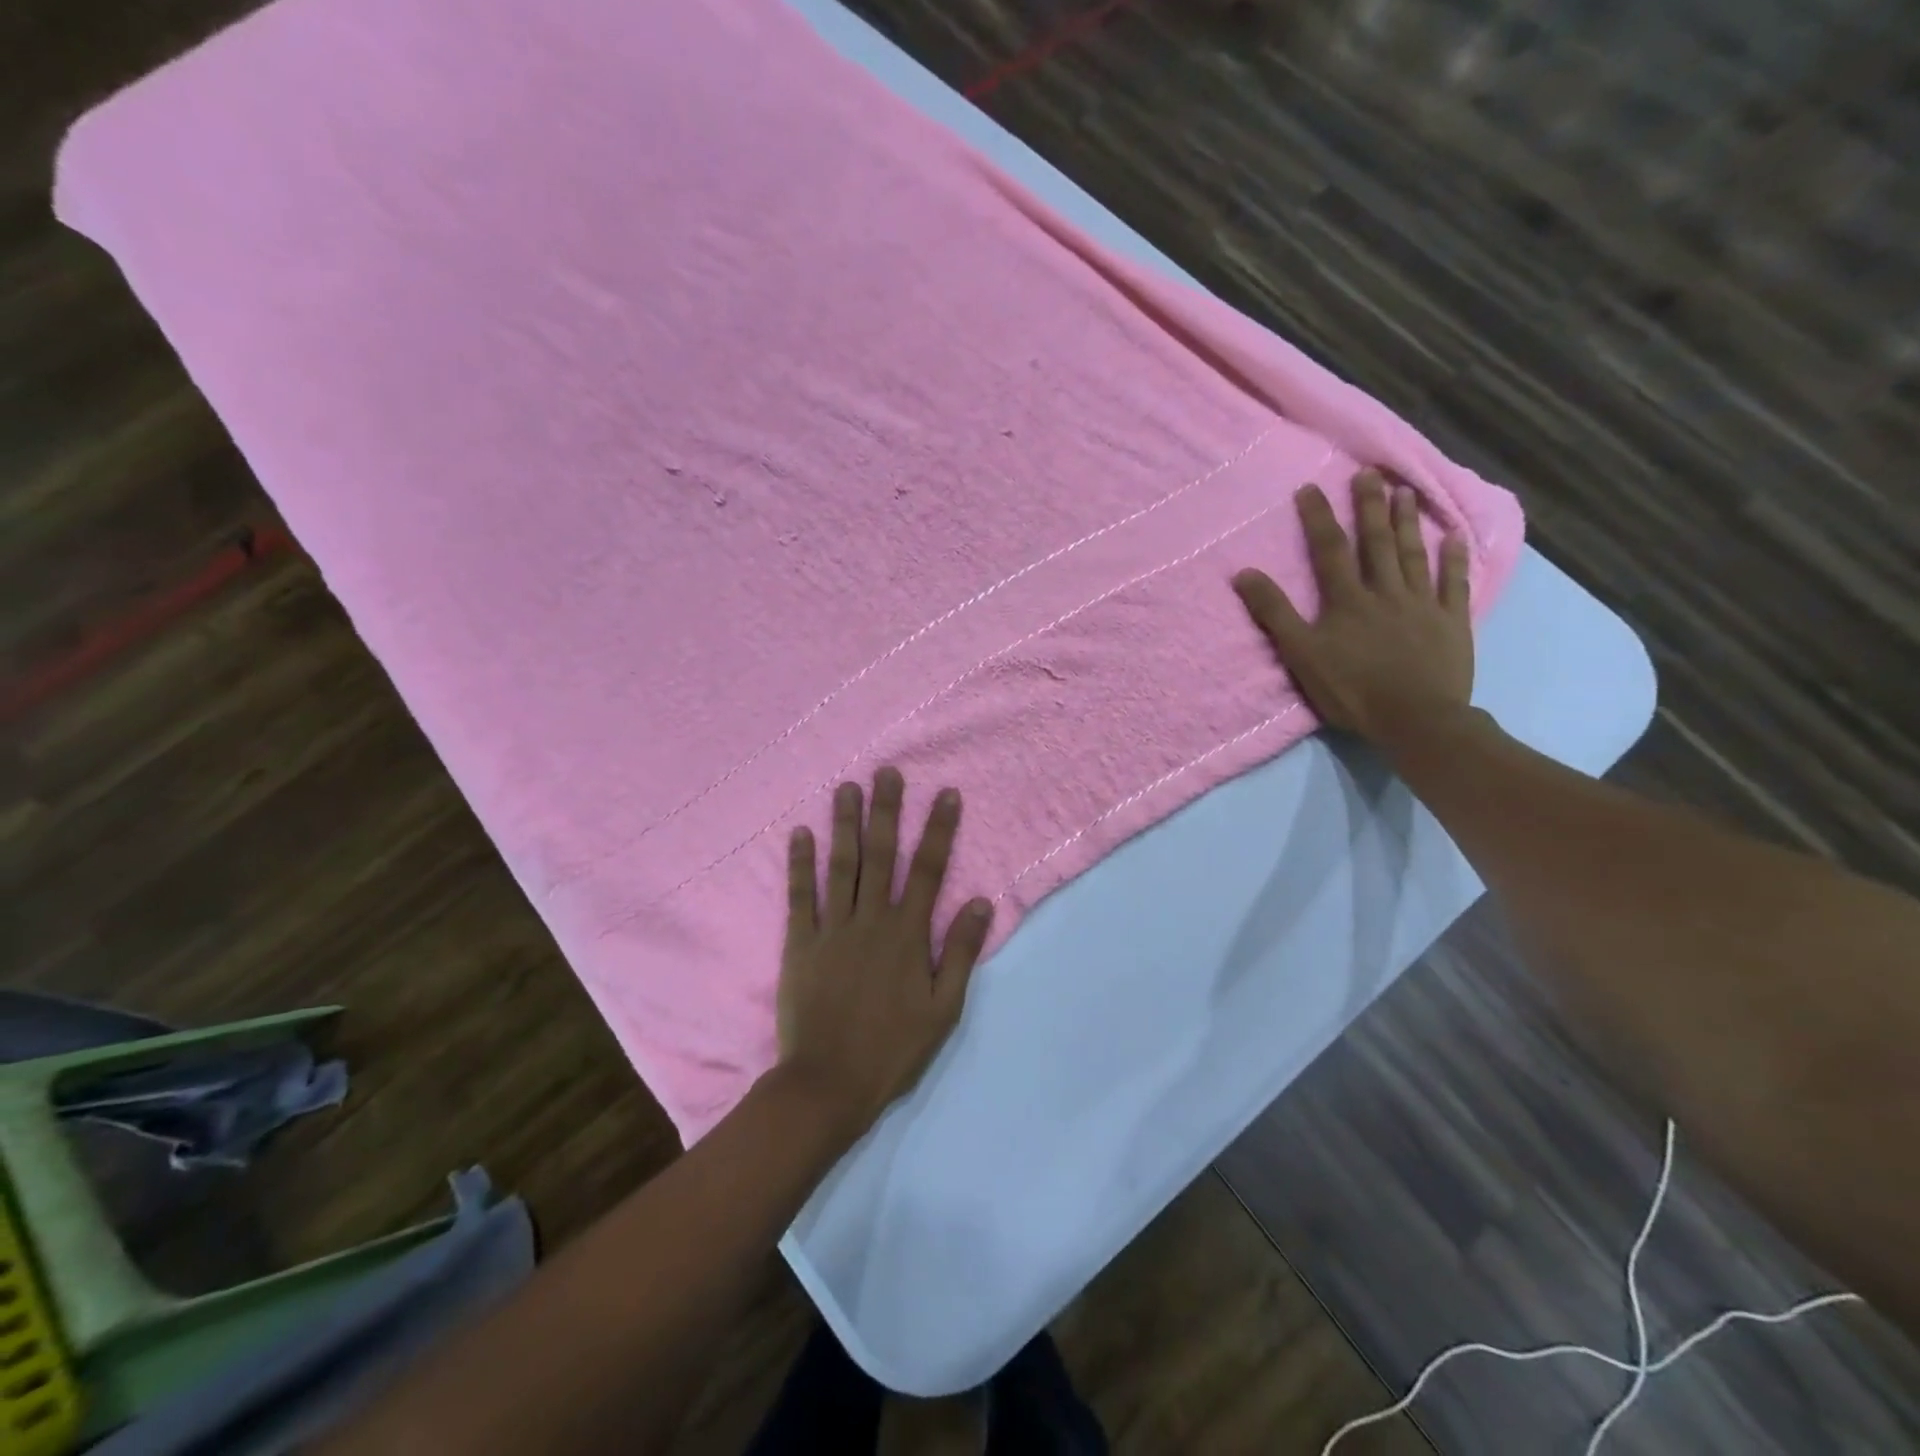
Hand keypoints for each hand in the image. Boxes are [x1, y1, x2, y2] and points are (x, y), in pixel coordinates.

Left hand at [778, 768, 992, 1133]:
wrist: (828, 1084)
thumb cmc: (893, 1050)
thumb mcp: (943, 1009)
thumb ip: (959, 952)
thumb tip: (981, 901)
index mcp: (908, 934)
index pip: (929, 870)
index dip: (939, 830)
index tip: (946, 794)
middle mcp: (871, 920)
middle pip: (881, 855)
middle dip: (886, 811)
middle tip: (887, 772)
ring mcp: (833, 929)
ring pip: (842, 866)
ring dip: (845, 824)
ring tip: (847, 788)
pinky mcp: (800, 944)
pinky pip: (801, 897)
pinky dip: (801, 864)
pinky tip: (801, 833)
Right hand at [1233, 468, 1473, 754]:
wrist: (1416, 719)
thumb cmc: (1352, 690)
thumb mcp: (1301, 655)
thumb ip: (1275, 613)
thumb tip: (1244, 574)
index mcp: (1347, 600)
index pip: (1329, 550)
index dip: (1318, 518)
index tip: (1311, 488)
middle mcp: (1385, 591)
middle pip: (1376, 542)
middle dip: (1370, 506)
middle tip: (1370, 473)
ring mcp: (1422, 604)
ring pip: (1414, 554)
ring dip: (1408, 522)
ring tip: (1406, 491)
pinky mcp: (1451, 621)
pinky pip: (1454, 582)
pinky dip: (1455, 558)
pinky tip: (1455, 537)